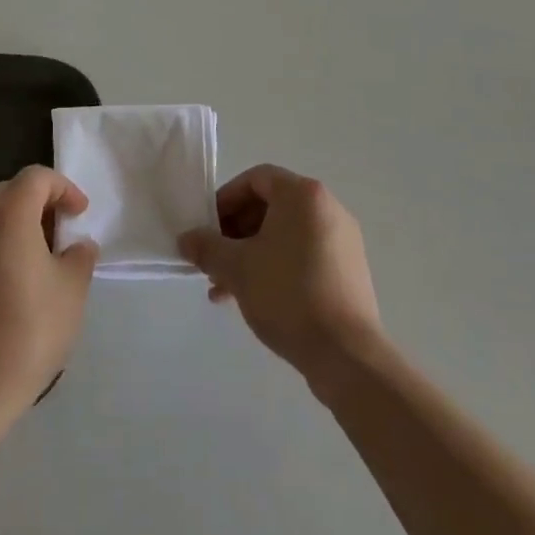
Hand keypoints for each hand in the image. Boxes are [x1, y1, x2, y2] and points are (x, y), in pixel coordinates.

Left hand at [0, 165, 97, 420]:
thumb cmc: (31, 329)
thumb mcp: (73, 289)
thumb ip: (80, 255)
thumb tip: (78, 245)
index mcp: (9, 214)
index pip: (36, 178)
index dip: (63, 187)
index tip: (80, 214)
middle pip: (10, 190)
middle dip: (39, 201)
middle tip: (61, 229)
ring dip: (17, 221)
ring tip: (39, 253)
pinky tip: (12, 276)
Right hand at [179, 164, 383, 385]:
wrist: (346, 355)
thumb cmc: (288, 294)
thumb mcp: (237, 268)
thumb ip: (207, 247)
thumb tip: (186, 239)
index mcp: (302, 194)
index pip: (256, 179)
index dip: (226, 199)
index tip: (207, 228)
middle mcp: (327, 207)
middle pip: (271, 206)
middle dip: (236, 232)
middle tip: (215, 259)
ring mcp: (342, 240)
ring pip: (285, 235)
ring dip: (252, 254)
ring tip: (225, 288)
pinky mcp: (348, 271)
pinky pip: (304, 255)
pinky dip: (277, 267)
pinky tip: (255, 299)